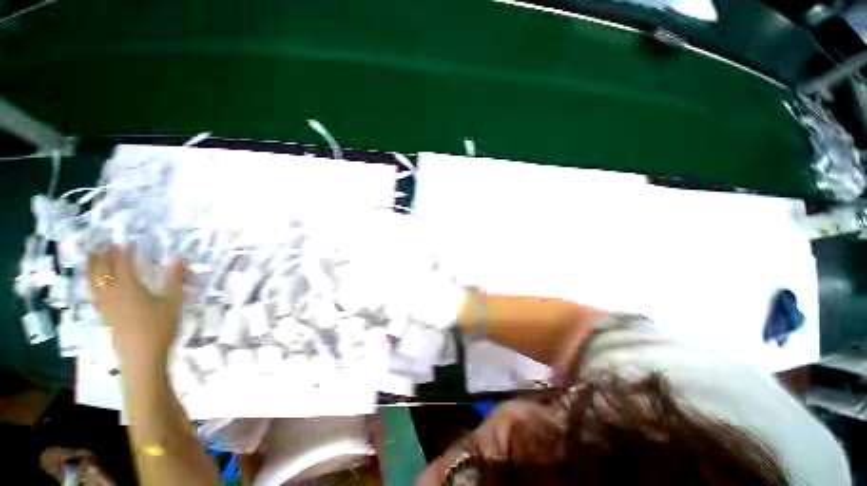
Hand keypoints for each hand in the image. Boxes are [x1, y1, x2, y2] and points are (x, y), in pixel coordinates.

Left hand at [88, 245, 186, 368]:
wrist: (141, 356)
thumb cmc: (159, 328)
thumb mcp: (173, 303)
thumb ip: (175, 281)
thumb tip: (180, 260)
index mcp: (130, 288)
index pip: (124, 264)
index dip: (125, 252)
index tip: (127, 241)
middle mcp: (113, 293)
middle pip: (103, 271)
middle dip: (103, 256)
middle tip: (105, 245)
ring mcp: (106, 305)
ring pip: (94, 282)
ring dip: (92, 268)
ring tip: (92, 258)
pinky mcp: (104, 316)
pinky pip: (94, 294)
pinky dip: (92, 284)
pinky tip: (94, 285)